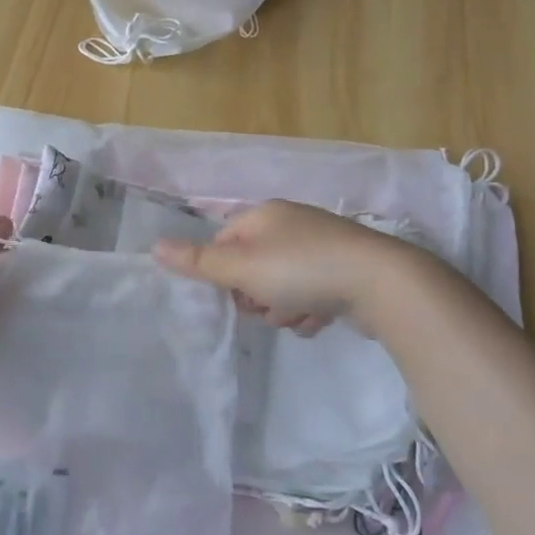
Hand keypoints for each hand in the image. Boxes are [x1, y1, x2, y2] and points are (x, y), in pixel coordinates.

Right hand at [153, 199, 411, 335]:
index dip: (221, 272)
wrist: (381, 284)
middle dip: (255, 295)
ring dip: (282, 308)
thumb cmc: (301, 270)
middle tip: (267, 306)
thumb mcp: (242, 267)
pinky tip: (319, 319)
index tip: (232, 293)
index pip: (223, 242)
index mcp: (264, 215)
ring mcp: (321, 247)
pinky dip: (309, 311)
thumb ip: (198, 261)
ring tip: (298, 316)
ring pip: (280, 286)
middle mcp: (291, 224)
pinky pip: (311, 295)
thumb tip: (153, 246)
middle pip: (251, 267)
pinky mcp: (344, 271)